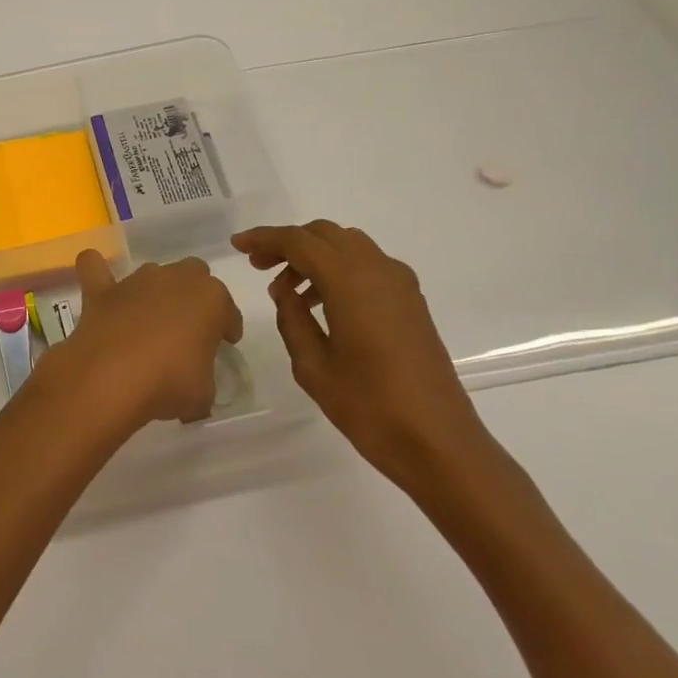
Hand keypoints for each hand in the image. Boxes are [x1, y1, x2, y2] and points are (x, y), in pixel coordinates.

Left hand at [50, 250, 244, 429]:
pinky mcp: (102, 291)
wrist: (111, 378)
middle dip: (194, 296)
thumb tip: (194, 388)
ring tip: (151, 321)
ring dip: (156, 292)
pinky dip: (98, 272)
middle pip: (194, 275)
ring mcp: (136, 281)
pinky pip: (95, 267)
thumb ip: (203, 380)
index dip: (228, 328)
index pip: (228, 310)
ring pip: (153, 273)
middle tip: (189, 328)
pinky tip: (102, 288)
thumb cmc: (169, 383)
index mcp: (210, 298)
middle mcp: (175, 278)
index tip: (224, 344)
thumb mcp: (203, 393)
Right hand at [232, 221, 502, 502]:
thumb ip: (292, 319)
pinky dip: (338, 269)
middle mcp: (378, 269)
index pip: (299, 241)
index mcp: (350, 281)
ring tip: (288, 291)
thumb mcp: (313, 367)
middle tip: (259, 267)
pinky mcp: (411, 301)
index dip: (265, 239)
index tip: (238, 246)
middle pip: (325, 234)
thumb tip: (285, 290)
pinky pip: (367, 265)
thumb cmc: (370, 407)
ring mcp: (400, 283)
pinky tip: (322, 303)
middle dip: (289, 243)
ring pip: (348, 245)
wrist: (439, 442)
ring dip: (314, 255)